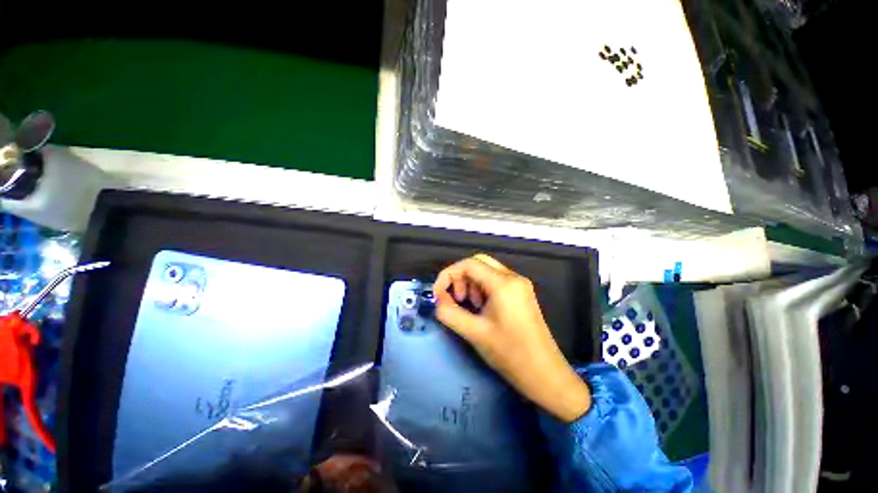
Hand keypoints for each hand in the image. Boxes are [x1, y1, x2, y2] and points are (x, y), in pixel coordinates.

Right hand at [433, 254, 590, 422]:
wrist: (545, 375)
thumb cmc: (510, 354)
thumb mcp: (474, 333)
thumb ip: (449, 312)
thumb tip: (438, 299)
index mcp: (503, 283)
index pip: (468, 264)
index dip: (447, 275)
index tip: (438, 295)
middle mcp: (513, 277)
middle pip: (478, 262)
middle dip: (461, 277)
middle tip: (457, 299)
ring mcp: (520, 284)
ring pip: (487, 271)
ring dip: (472, 283)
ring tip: (470, 306)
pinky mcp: (522, 293)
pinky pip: (496, 281)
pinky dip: (482, 288)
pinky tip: (482, 308)